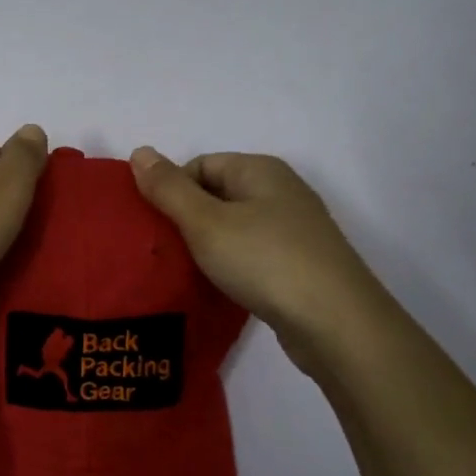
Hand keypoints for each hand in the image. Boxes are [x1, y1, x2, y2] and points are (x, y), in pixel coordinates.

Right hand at [130, 147, 386, 366]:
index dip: (172, 191)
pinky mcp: (300, 265)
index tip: (154, 226)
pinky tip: (220, 288)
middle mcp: (280, 191)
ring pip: (234, 228)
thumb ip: (169, 189)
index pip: (200, 165)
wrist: (336, 324)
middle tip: (162, 251)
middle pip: (217, 195)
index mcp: (259, 170)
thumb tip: (139, 151)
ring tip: (184, 272)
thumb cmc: (265, 261)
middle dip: (187, 220)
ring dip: (208, 247)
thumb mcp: (206, 222)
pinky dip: (232, 266)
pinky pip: (252, 255)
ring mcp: (294, 230)